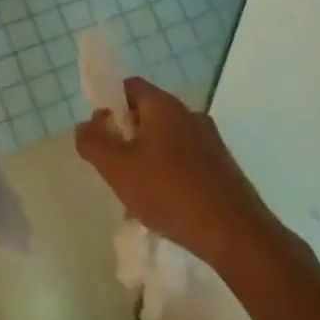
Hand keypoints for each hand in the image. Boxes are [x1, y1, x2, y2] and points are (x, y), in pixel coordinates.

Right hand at [74, 78, 280, 271]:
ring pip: (165, 139)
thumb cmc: (169, 192)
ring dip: (146, 156)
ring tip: (137, 191)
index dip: (108, 104)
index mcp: (164, 106)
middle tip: (114, 166)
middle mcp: (189, 114)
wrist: (234, 233)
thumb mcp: (117, 168)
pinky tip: (165, 203)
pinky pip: (185, 159)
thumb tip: (85, 126)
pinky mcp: (222, 166)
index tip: (100, 134)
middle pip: (147, 113)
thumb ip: (93, 143)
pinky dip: (169, 172)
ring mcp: (209, 140)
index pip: (129, 86)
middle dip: (126, 135)